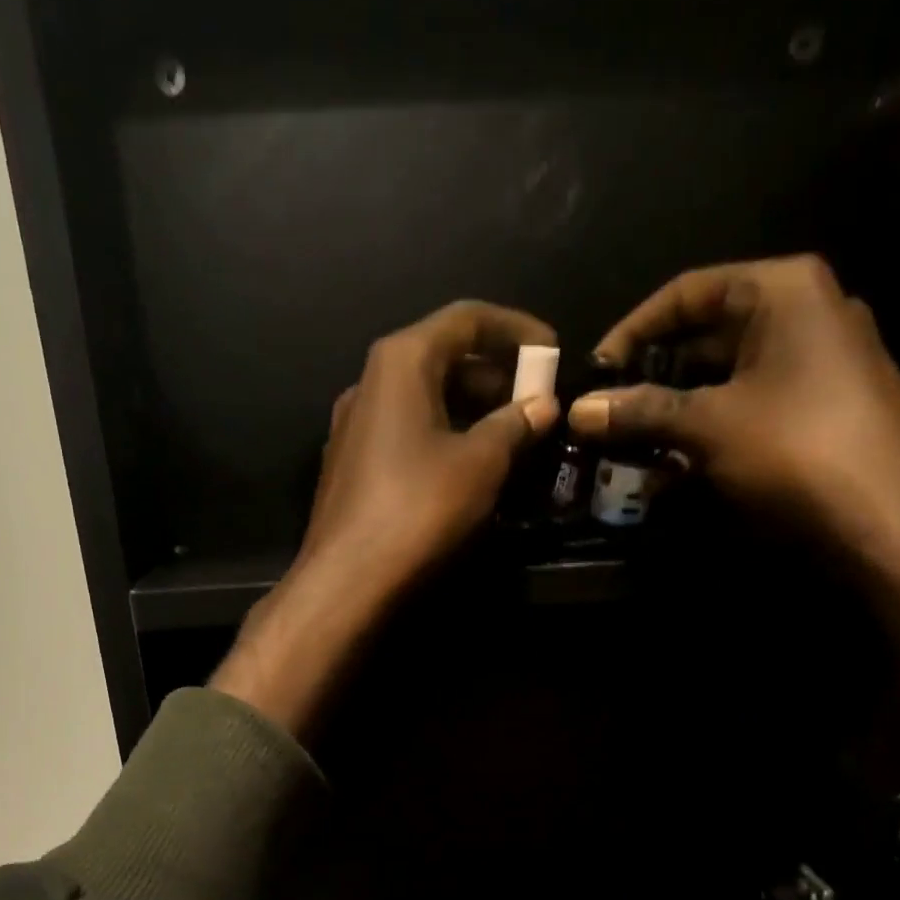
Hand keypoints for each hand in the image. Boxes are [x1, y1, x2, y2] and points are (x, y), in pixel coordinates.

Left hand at [296, 299, 558, 594]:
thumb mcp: (481, 463)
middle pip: (440, 357)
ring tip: (509, 436)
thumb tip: (542, 405)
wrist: (346, 579)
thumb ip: (515, 424)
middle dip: (493, 373)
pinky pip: (404, 432)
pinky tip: (466, 466)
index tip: (553, 351)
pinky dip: (441, 435)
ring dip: (469, 408)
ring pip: (421, 398)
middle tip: (534, 402)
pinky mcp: (349, 465)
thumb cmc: (418, 509)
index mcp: (401, 362)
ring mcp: (353, 426)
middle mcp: (369, 382)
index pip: (466, 319)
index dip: (516, 329)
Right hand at [578, 257, 899, 775]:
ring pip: (722, 380)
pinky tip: (670, 472)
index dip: (632, 331)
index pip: (686, 292)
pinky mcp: (817, 412)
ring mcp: (815, 365)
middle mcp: (803, 315)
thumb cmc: (797, 449)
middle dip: (648, 380)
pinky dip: (705, 434)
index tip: (593, 375)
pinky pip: (745, 410)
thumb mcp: (708, 425)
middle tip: (605, 418)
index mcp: (782, 292)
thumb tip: (576, 412)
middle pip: (703, 336)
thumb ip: (640, 411)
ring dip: (671, 414)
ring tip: (627, 451)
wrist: (892, 521)